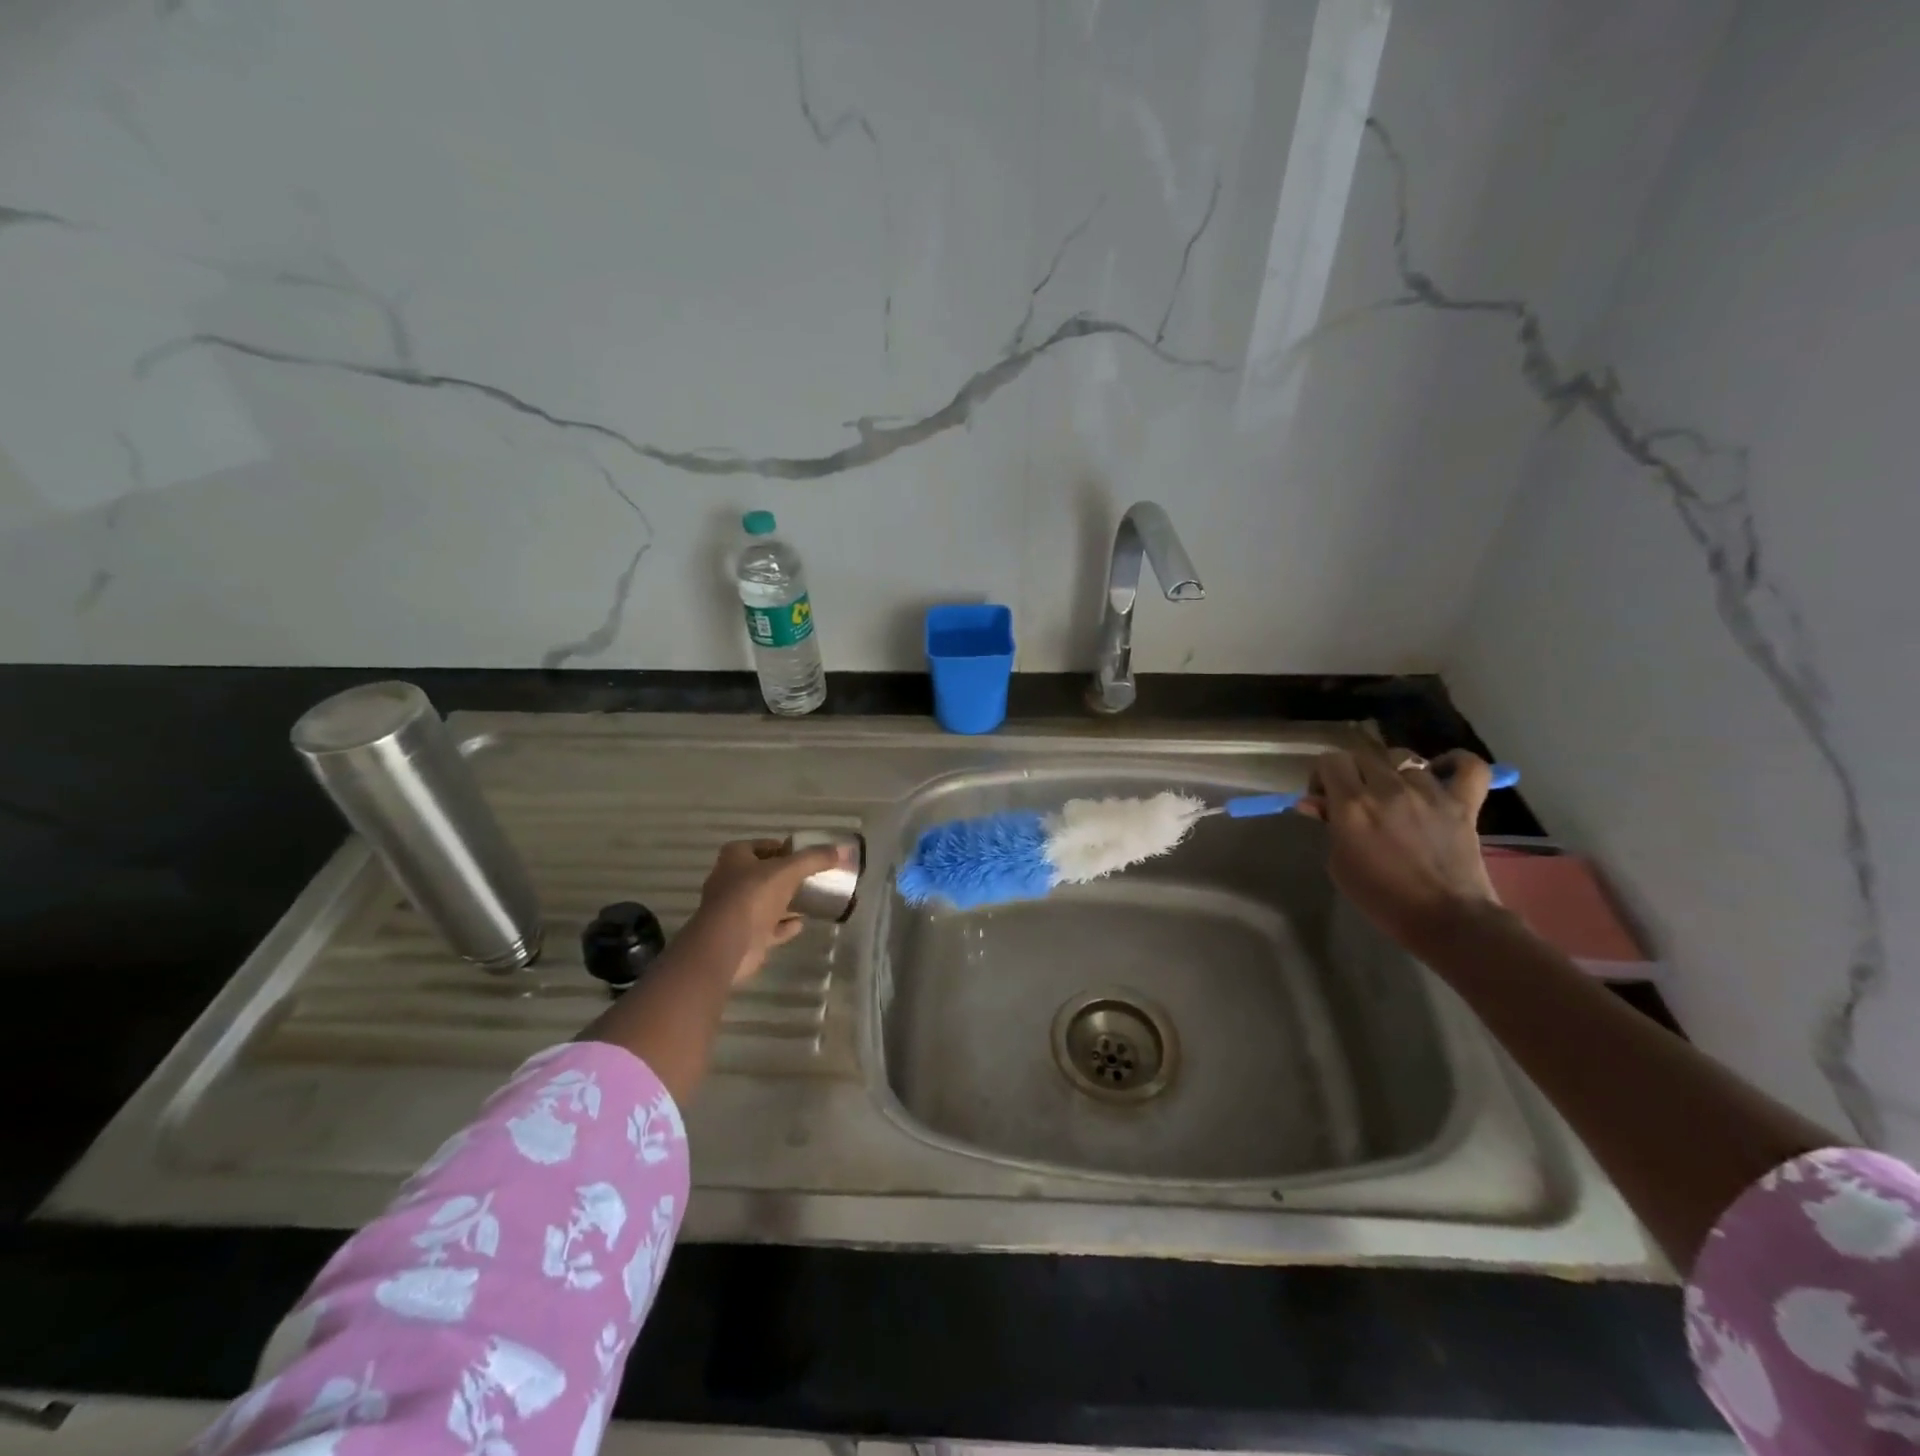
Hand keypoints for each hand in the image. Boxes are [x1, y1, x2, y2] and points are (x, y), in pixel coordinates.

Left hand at [688, 838, 849, 982]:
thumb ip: (814, 859)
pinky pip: (768, 927)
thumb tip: (841, 850)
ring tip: (812, 899)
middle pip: (763, 874)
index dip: (783, 848)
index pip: (761, 845)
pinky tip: (801, 923)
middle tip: (812, 877)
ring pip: (765, 901)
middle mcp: (730, 881)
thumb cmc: (753, 896)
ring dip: (786, 902)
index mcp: (735, 858)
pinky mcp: (743, 935)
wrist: (727, 944)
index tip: (805, 855)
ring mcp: (735, 910)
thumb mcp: (789, 870)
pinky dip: (783, 925)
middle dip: (786, 876)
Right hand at [1295, 748, 1499, 948]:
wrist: (1445, 919)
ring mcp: (1429, 792)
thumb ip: (1330, 826)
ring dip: (1393, 774)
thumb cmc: (1381, 898)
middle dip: (1354, 773)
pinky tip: (1442, 771)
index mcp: (1352, 804)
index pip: (1331, 761)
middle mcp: (1388, 788)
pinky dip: (1455, 763)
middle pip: (1363, 755)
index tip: (1325, 799)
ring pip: (1405, 760)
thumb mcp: (1339, 864)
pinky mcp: (1463, 803)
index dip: (1323, 776)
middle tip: (1356, 799)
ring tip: (1395, 796)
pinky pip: (1468, 767)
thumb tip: (1315, 803)